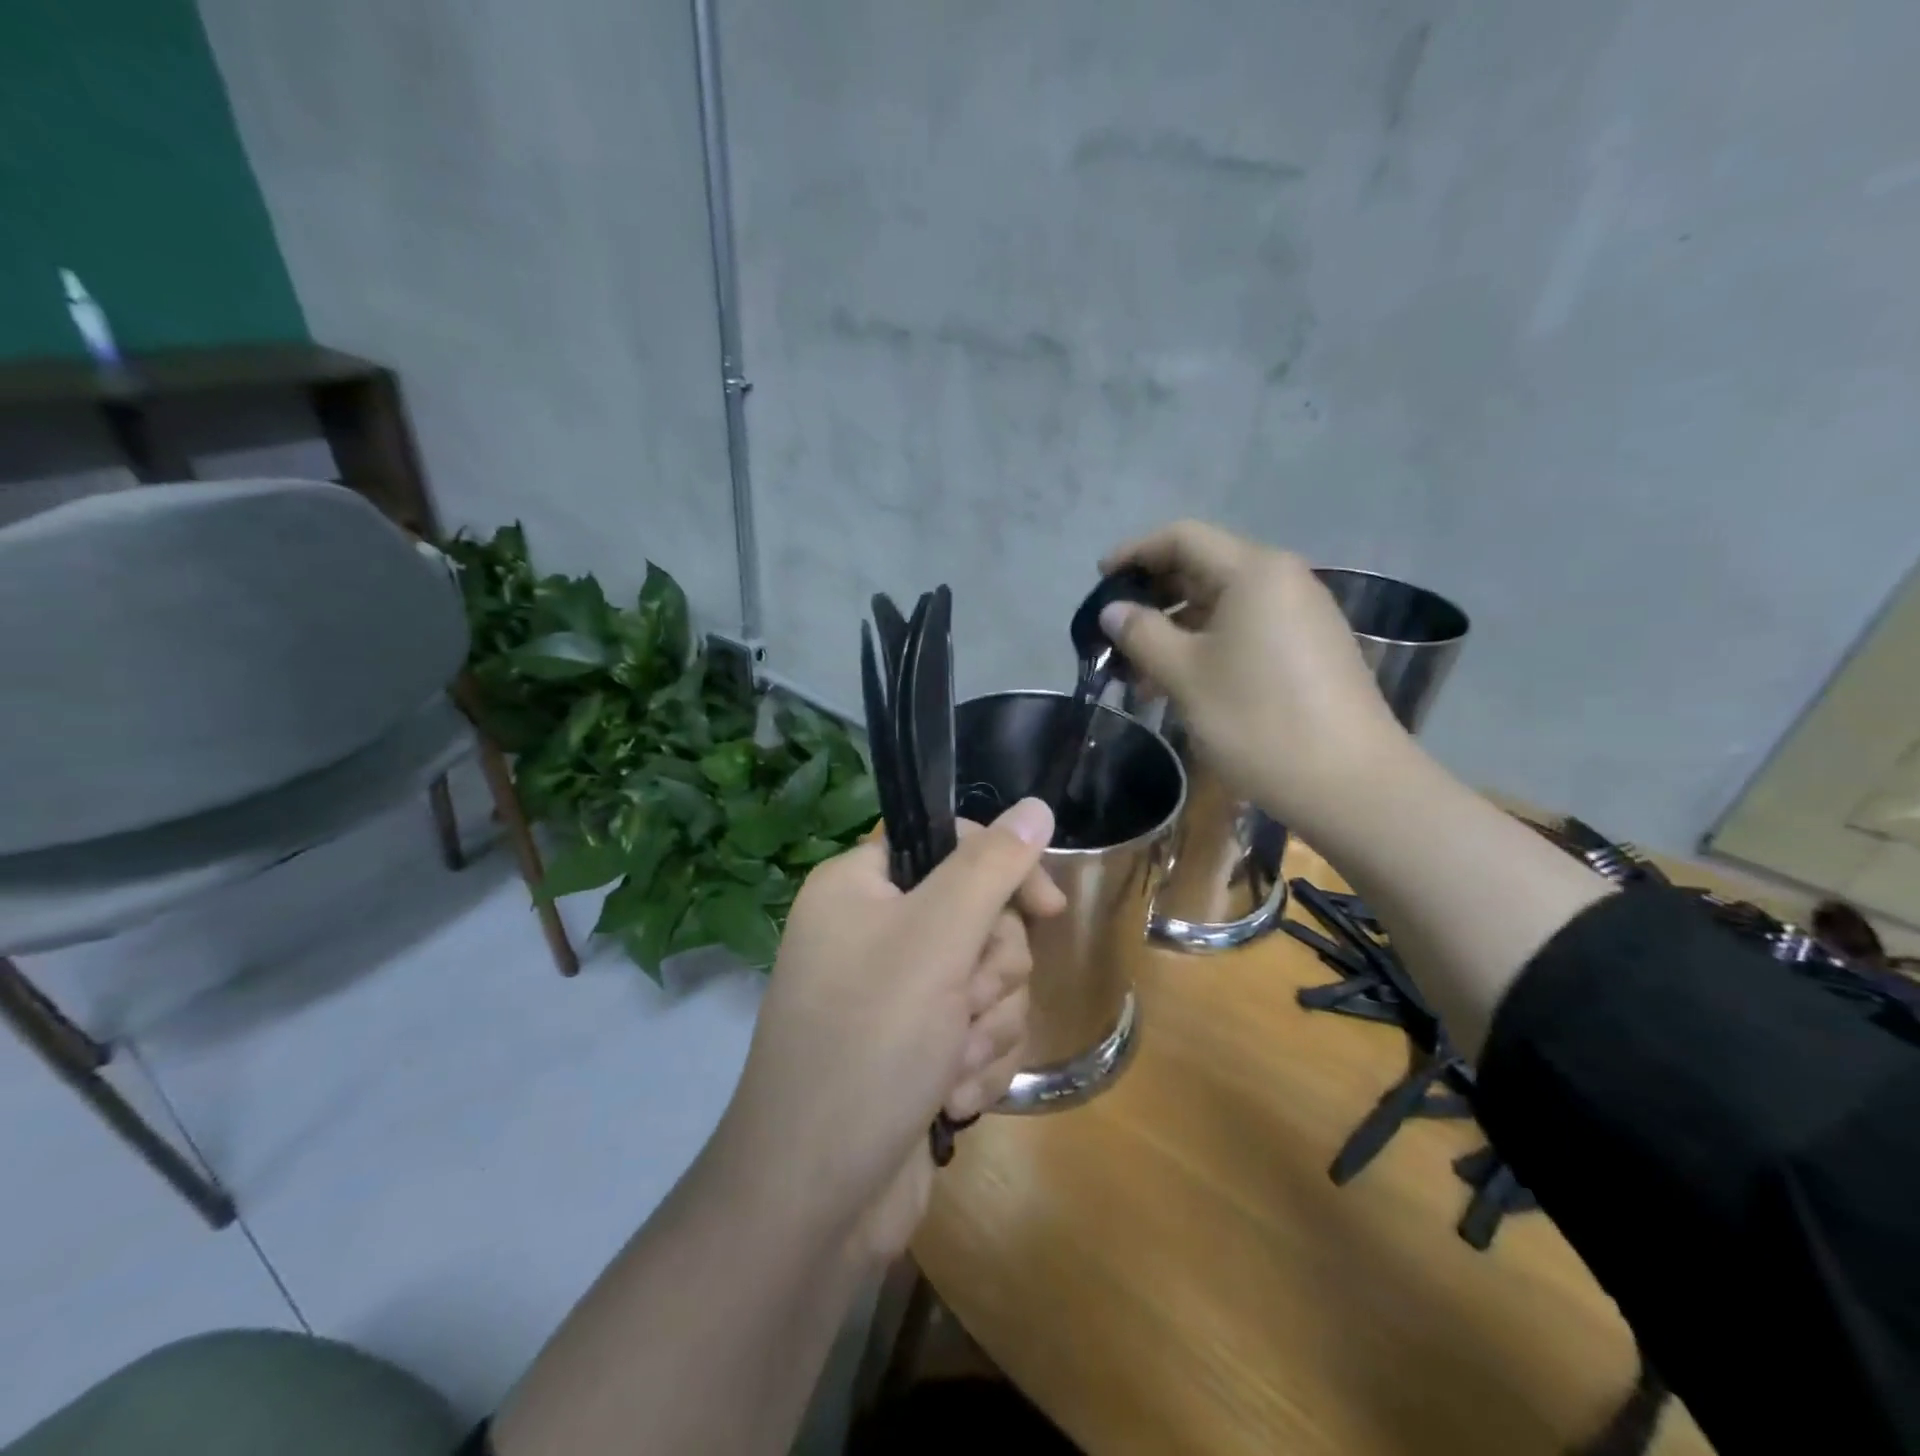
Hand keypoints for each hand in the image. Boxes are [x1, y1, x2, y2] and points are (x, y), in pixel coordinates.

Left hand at [715, 798, 1063, 1258]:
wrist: (814, 1201)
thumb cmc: (868, 1045)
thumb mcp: (934, 940)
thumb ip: (991, 867)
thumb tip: (1036, 806)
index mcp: (860, 887)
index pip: (951, 842)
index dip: (1004, 870)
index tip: (1046, 908)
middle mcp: (874, 932)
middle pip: (979, 916)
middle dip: (989, 970)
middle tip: (961, 1004)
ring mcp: (896, 995)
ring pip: (988, 979)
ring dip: (985, 1025)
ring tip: (947, 1063)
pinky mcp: (917, 1048)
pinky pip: (978, 1030)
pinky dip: (975, 1063)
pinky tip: (948, 1097)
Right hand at [1099, 520, 1408, 831]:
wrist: (1350, 784)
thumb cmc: (1258, 720)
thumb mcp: (1186, 675)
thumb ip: (1142, 634)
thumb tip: (1113, 611)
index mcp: (1254, 572)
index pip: (1182, 538)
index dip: (1135, 553)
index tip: (1100, 581)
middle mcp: (1283, 580)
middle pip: (1204, 568)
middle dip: (1154, 597)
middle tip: (1116, 634)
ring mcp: (1301, 616)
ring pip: (1223, 605)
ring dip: (1176, 630)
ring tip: (1140, 675)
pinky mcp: (1310, 650)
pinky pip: (1246, 630)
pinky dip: (1207, 647)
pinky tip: (1183, 684)